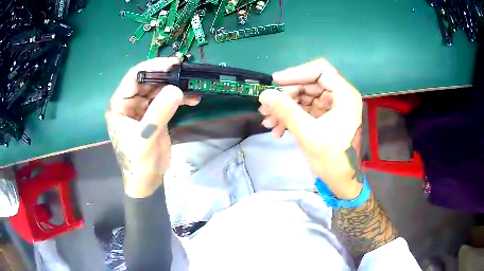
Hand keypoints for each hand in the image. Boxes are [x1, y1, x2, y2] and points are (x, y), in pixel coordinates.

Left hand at [105, 58, 199, 197]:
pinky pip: (166, 100)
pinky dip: (179, 98)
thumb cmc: (138, 163)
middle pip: (148, 80)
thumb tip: (177, 89)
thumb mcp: (146, 138)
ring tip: (193, 86)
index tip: (174, 63)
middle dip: (167, 76)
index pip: (134, 77)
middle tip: (187, 72)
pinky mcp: (154, 115)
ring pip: (159, 89)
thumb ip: (159, 113)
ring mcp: (143, 108)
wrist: (146, 181)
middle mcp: (130, 103)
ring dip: (175, 86)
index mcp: (120, 105)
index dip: (153, 66)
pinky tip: (192, 99)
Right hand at [258, 59, 362, 199]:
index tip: (275, 81)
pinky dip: (290, 116)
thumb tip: (264, 94)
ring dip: (285, 107)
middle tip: (266, 107)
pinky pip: (305, 108)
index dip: (296, 73)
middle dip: (286, 96)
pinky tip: (277, 129)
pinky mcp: (324, 114)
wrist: (340, 179)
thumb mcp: (308, 133)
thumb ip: (286, 111)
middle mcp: (340, 95)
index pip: (320, 70)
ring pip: (304, 96)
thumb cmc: (332, 158)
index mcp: (344, 95)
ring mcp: (331, 105)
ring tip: (268, 121)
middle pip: (309, 84)